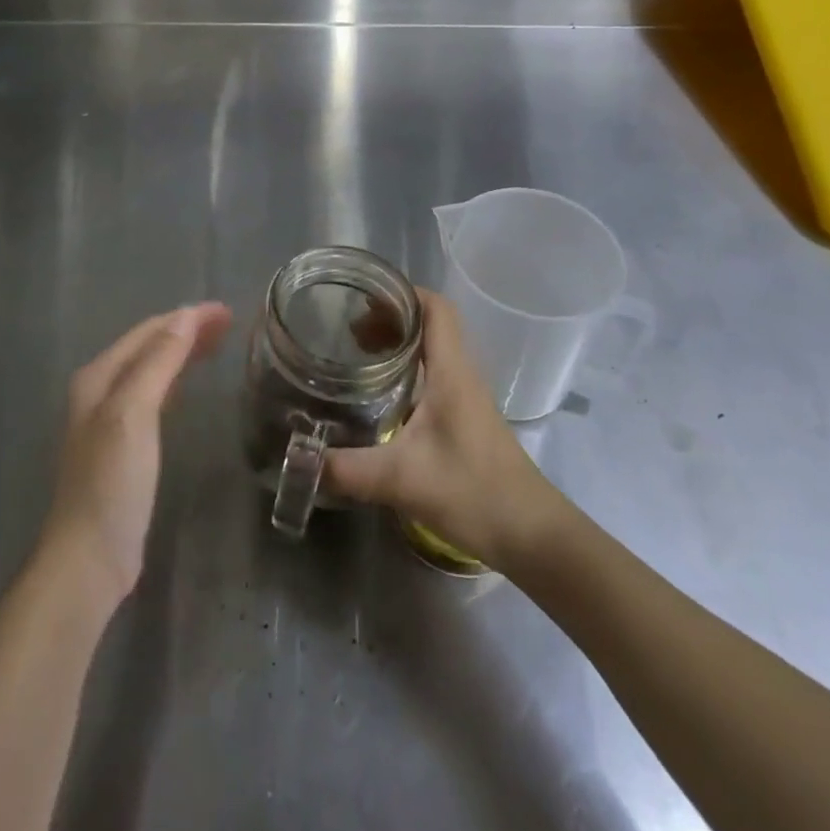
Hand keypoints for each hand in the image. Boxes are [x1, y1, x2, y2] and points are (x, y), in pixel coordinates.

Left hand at [39, 302, 232, 604]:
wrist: (89, 558)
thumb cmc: (112, 481)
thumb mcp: (134, 413)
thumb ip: (158, 362)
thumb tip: (186, 316)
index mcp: (99, 377)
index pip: (148, 331)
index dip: (187, 318)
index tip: (226, 311)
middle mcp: (100, 391)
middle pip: (149, 347)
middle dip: (186, 330)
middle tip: (229, 324)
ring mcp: (110, 420)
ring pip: (152, 370)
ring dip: (182, 352)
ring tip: (217, 344)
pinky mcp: (123, 447)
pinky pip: (154, 396)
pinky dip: (175, 380)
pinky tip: (188, 385)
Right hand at [324, 289, 551, 566]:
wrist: (532, 536)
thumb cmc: (474, 493)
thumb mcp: (402, 480)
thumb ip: (347, 469)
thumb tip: (298, 458)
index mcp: (451, 372)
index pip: (435, 308)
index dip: (401, 294)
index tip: (362, 298)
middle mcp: (461, 375)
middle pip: (429, 324)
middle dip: (389, 318)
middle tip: (347, 332)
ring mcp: (465, 397)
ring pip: (431, 350)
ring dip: (397, 343)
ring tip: (357, 355)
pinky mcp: (464, 419)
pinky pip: (433, 375)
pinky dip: (405, 370)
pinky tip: (380, 395)